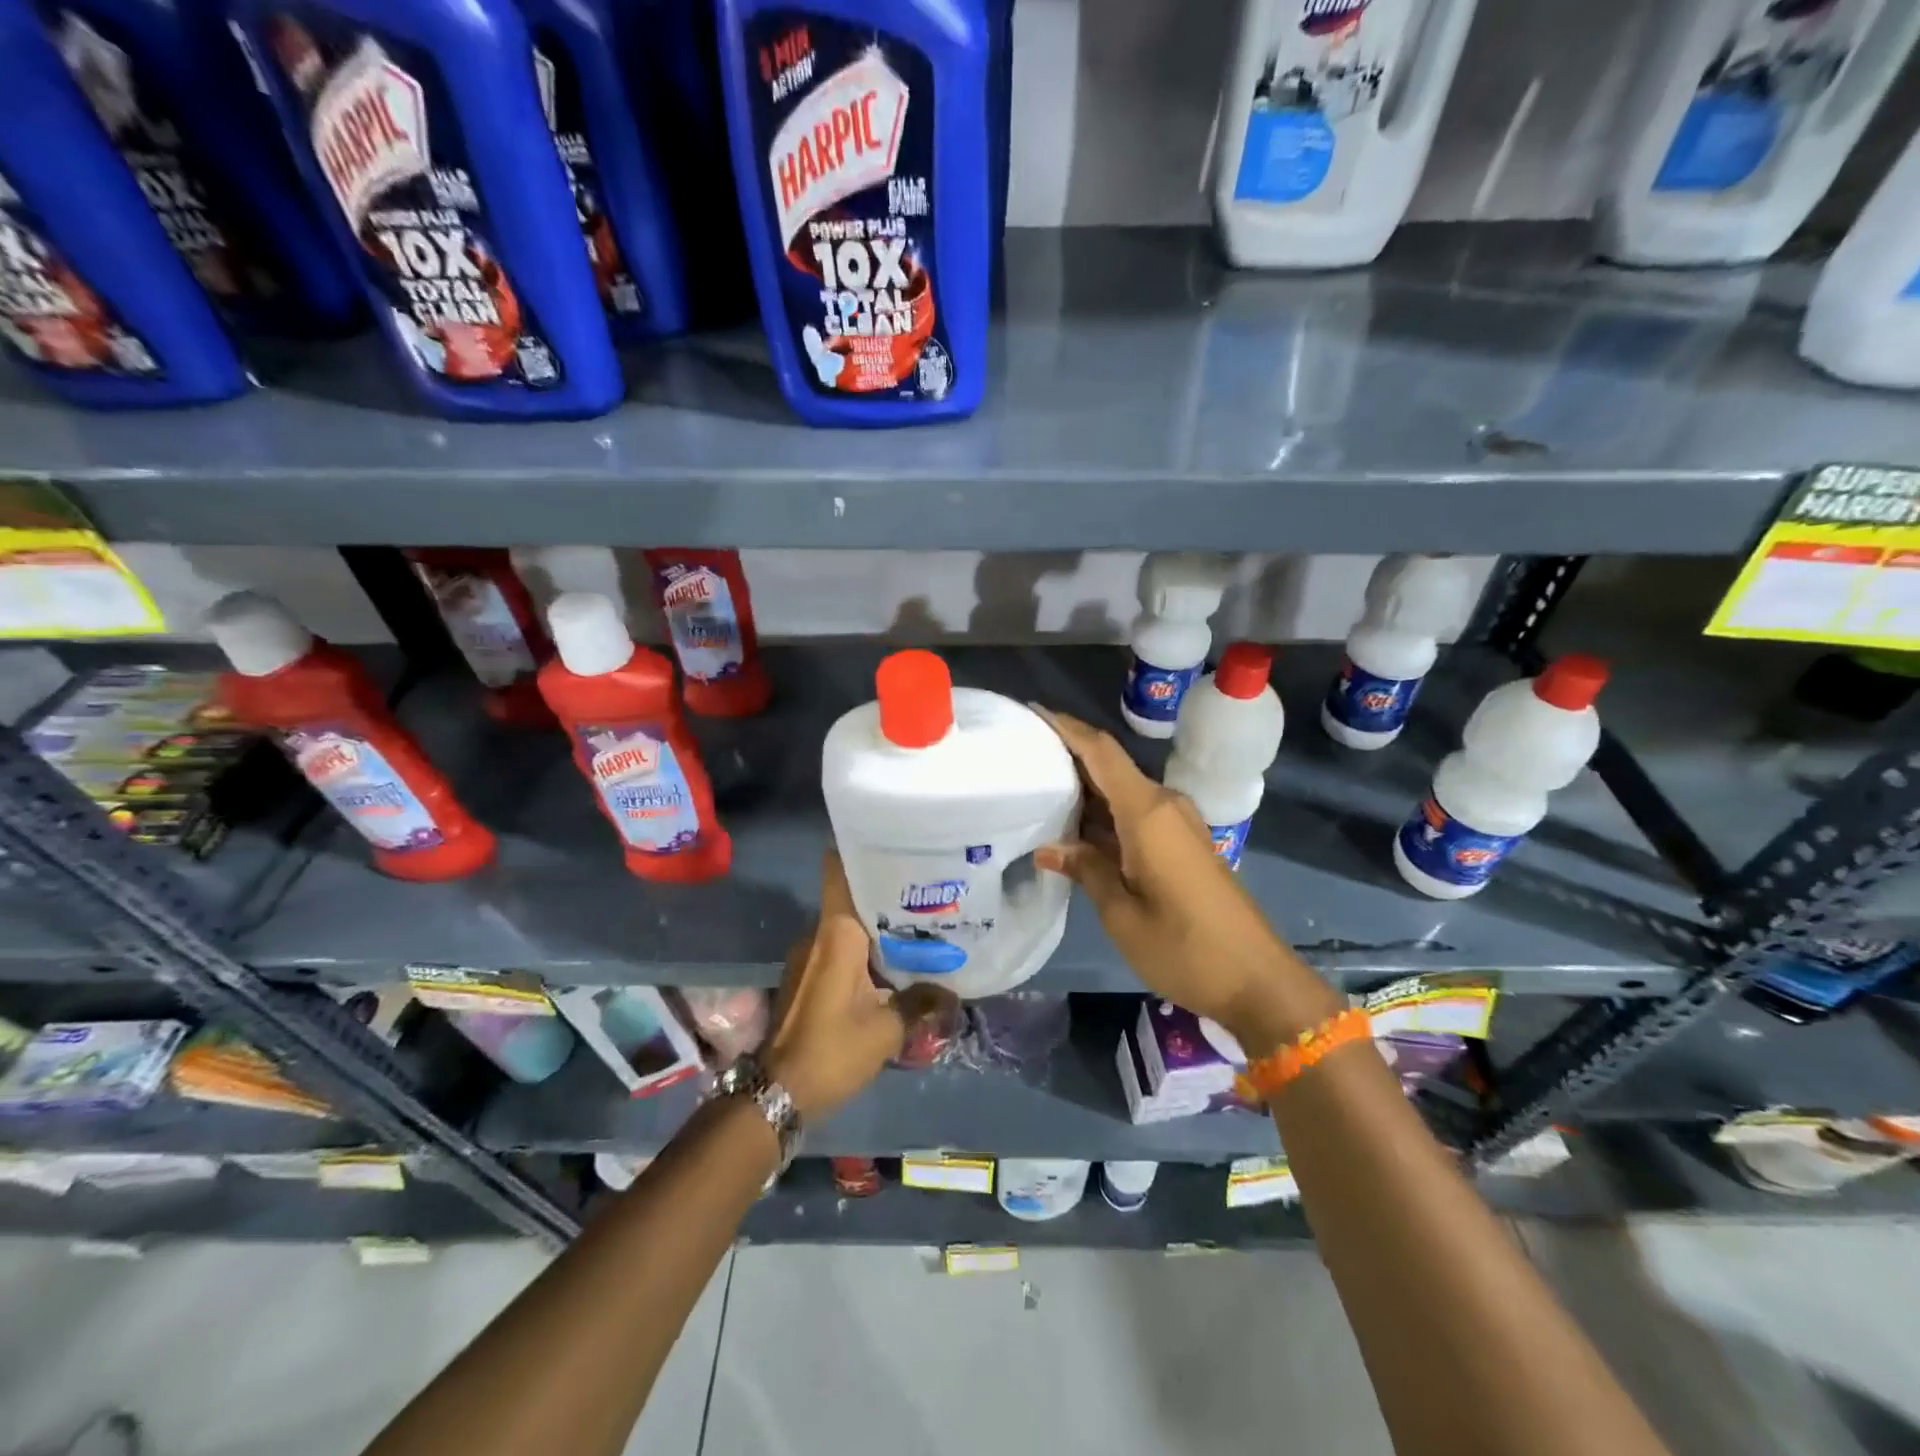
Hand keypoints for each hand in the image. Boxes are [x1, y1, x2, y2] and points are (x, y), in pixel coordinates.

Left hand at [761, 850, 951, 1118]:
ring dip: (877, 926)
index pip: (840, 872)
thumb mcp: (886, 1030)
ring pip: (847, 926)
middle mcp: (819, 934)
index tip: (895, 842)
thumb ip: (921, 1004)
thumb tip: (952, 994)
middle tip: (927, 890)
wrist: (777, 1092)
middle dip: (886, 893)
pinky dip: (864, 949)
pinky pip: (839, 949)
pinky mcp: (807, 977)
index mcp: (837, 933)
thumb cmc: (832, 1050)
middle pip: (852, 897)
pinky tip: (893, 962)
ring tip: (919, 925)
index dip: (862, 850)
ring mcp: (809, 956)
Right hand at [1032, 709, 1341, 1055]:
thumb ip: (1086, 870)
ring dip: (1085, 791)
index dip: (1067, 728)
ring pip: (1122, 793)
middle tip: (1022, 759)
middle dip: (1068, 758)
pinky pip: (1136, 816)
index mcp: (1147, 813)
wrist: (1258, 981)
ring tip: (1038, 792)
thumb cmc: (1185, 948)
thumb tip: (1049, 847)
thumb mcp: (1121, 914)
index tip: (1033, 711)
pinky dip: (1104, 816)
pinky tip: (1076, 831)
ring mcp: (1178, 825)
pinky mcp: (1183, 846)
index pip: (1102, 753)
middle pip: (1110, 768)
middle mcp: (1165, 807)